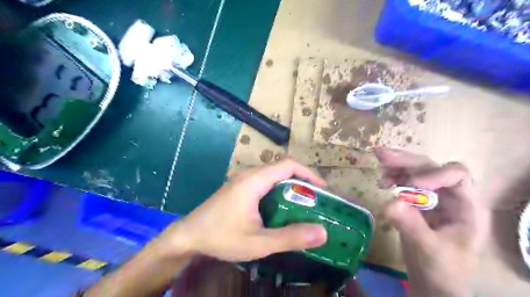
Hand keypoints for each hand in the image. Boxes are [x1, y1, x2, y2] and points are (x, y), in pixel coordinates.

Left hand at [155, 160, 327, 261]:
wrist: (189, 236)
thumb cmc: (221, 237)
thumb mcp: (258, 242)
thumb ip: (290, 237)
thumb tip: (322, 232)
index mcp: (255, 180)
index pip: (288, 165)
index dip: (308, 173)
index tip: (322, 189)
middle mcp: (249, 174)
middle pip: (282, 168)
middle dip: (302, 181)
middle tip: (316, 200)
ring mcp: (242, 179)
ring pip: (273, 175)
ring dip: (290, 185)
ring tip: (303, 204)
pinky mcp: (239, 187)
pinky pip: (264, 182)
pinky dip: (279, 190)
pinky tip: (281, 207)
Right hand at [374, 148, 489, 296]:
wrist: (432, 282)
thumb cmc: (442, 271)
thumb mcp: (429, 250)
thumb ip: (411, 226)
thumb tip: (389, 202)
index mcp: (467, 207)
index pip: (457, 176)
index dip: (434, 174)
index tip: (410, 184)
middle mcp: (451, 197)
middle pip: (431, 168)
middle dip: (407, 161)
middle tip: (381, 155)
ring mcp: (433, 198)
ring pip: (416, 171)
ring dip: (397, 165)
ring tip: (379, 162)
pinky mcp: (417, 202)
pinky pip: (405, 182)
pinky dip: (393, 177)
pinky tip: (382, 181)